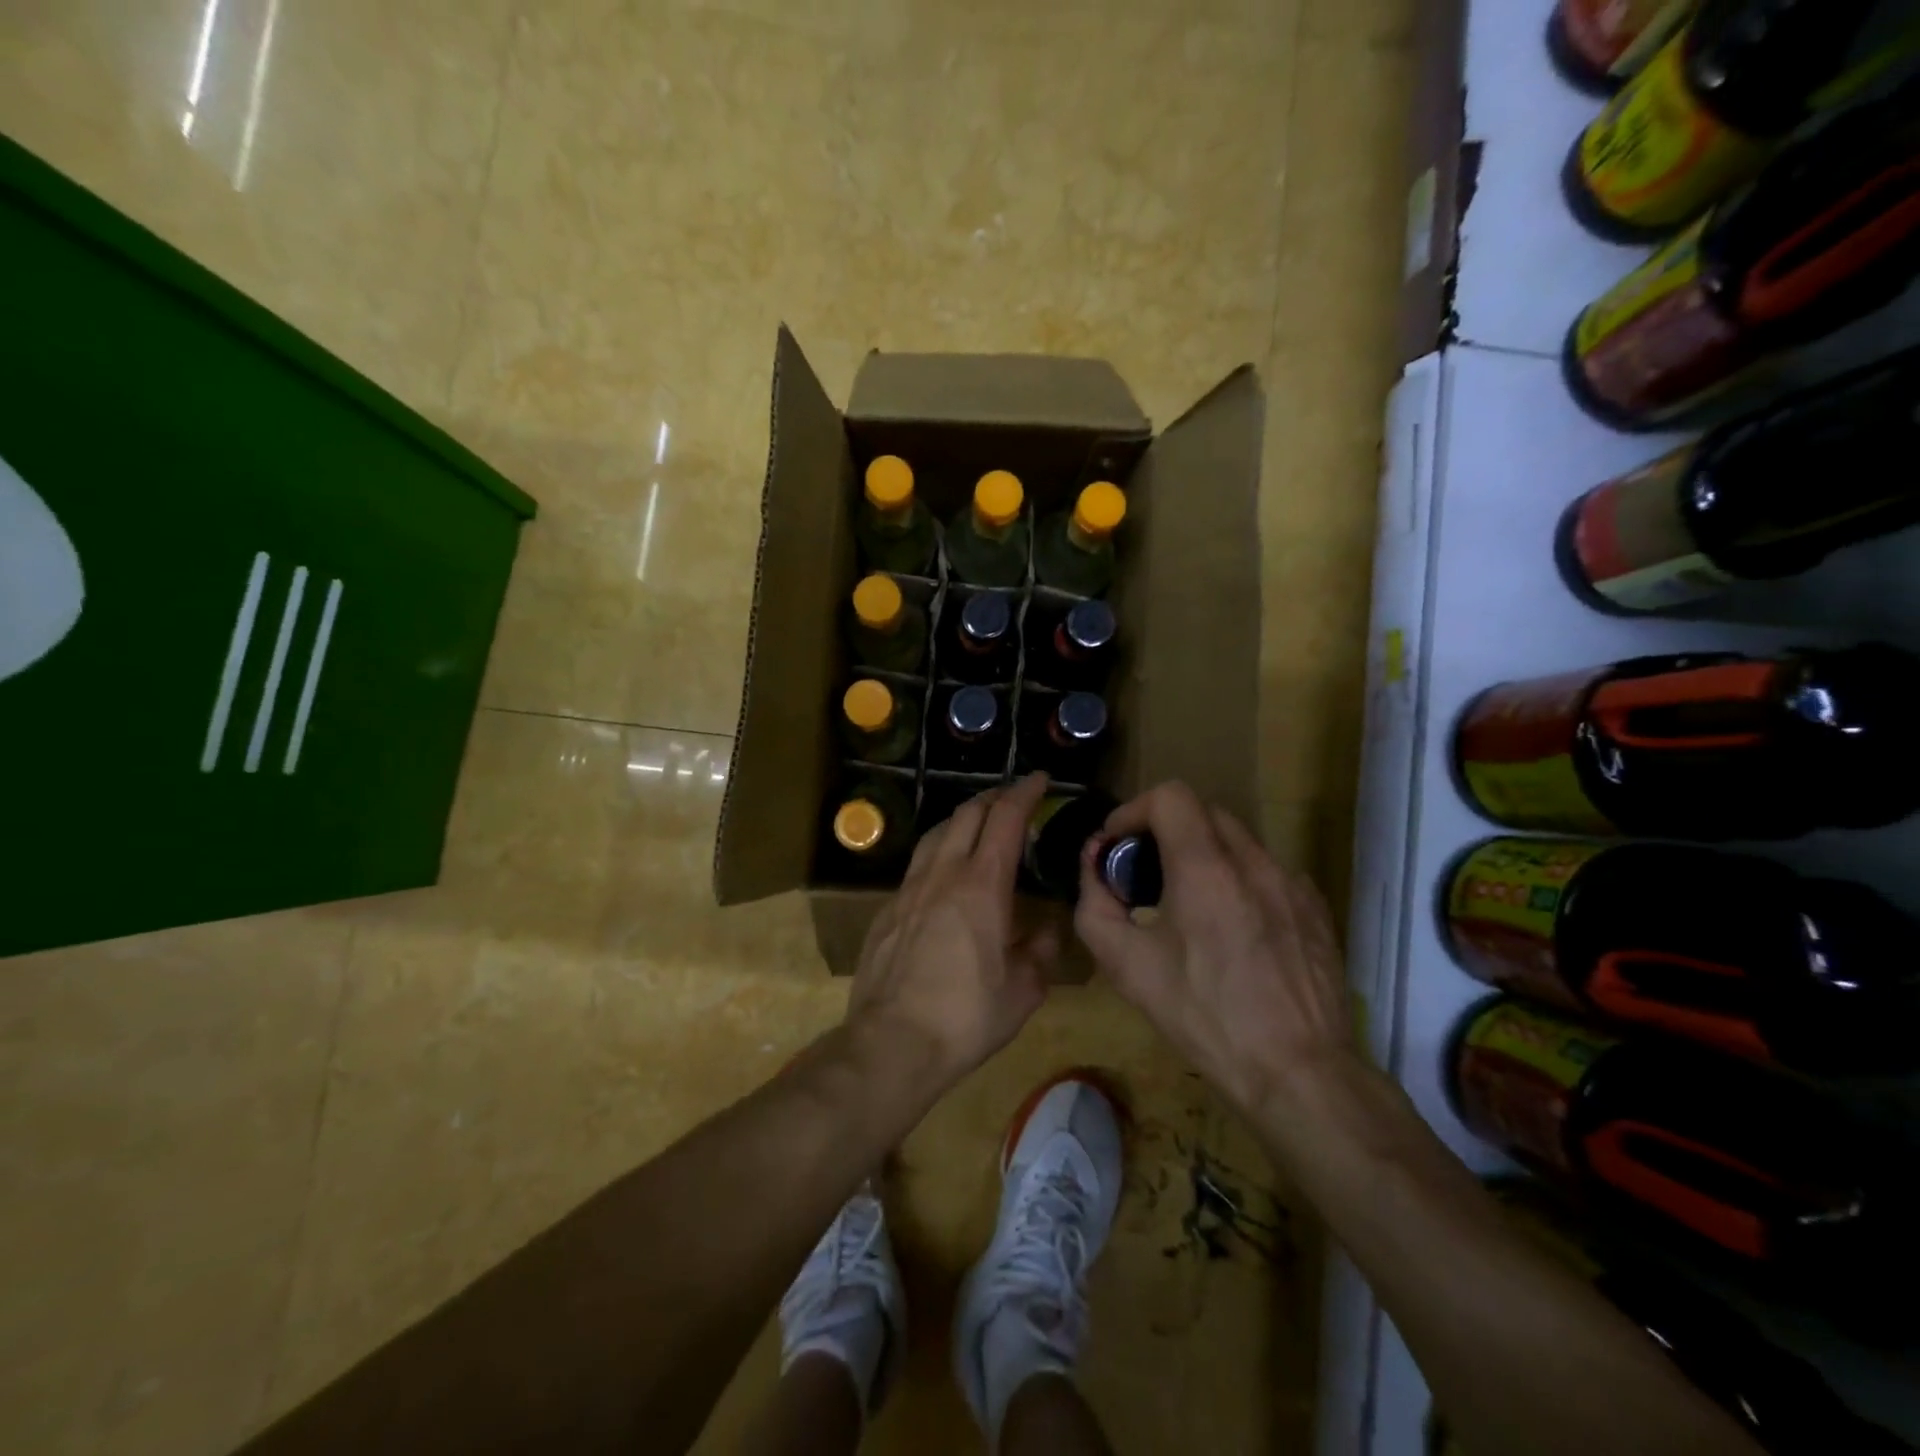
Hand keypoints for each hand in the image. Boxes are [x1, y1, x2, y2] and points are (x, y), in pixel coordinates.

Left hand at [847, 773, 1059, 1082]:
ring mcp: (908, 889)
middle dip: (993, 798)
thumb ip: (1041, 950)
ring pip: (935, 834)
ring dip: (960, 820)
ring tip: (976, 826)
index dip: (1024, 793)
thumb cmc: (967, 1016)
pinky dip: (938, 854)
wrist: (892, 1042)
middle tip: (1012, 799)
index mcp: (982, 885)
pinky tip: (943, 876)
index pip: (1006, 819)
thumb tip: (1047, 928)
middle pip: (966, 814)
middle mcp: (943, 874)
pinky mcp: (887, 910)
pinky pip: (916, 866)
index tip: (1040, 779)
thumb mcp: (1024, 990)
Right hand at [1074, 781, 1352, 1118]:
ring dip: (1204, 855)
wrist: (1296, 1072)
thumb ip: (1095, 903)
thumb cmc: (1202, 1016)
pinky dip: (1240, 880)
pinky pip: (1268, 872)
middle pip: (1203, 812)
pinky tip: (1235, 928)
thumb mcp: (1126, 966)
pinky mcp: (1315, 908)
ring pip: (1238, 841)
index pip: (1169, 795)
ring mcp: (1291, 883)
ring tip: (1190, 904)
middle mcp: (1253, 861)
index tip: (1118, 846)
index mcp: (1204, 868)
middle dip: (1166, 831)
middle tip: (1146, 875)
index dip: (1134, 811)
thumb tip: (1094, 865)